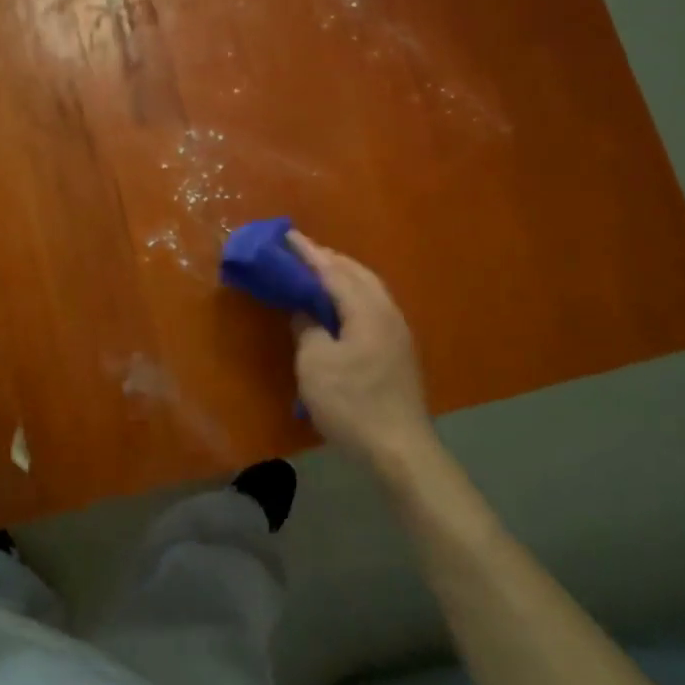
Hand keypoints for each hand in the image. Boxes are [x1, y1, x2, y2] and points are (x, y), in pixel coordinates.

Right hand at [288, 232, 433, 477]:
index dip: (307, 253)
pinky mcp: (398, 350)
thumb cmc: (352, 404)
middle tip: (297, 252)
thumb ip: (307, 327)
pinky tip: (338, 306)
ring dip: (341, 275)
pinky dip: (350, 295)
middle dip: (327, 259)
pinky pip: (371, 305)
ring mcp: (397, 331)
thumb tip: (304, 309)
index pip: (332, 270)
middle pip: (356, 273)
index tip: (286, 235)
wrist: (399, 449)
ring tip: (315, 273)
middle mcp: (386, 312)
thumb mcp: (315, 364)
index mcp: (366, 309)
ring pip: (368, 288)